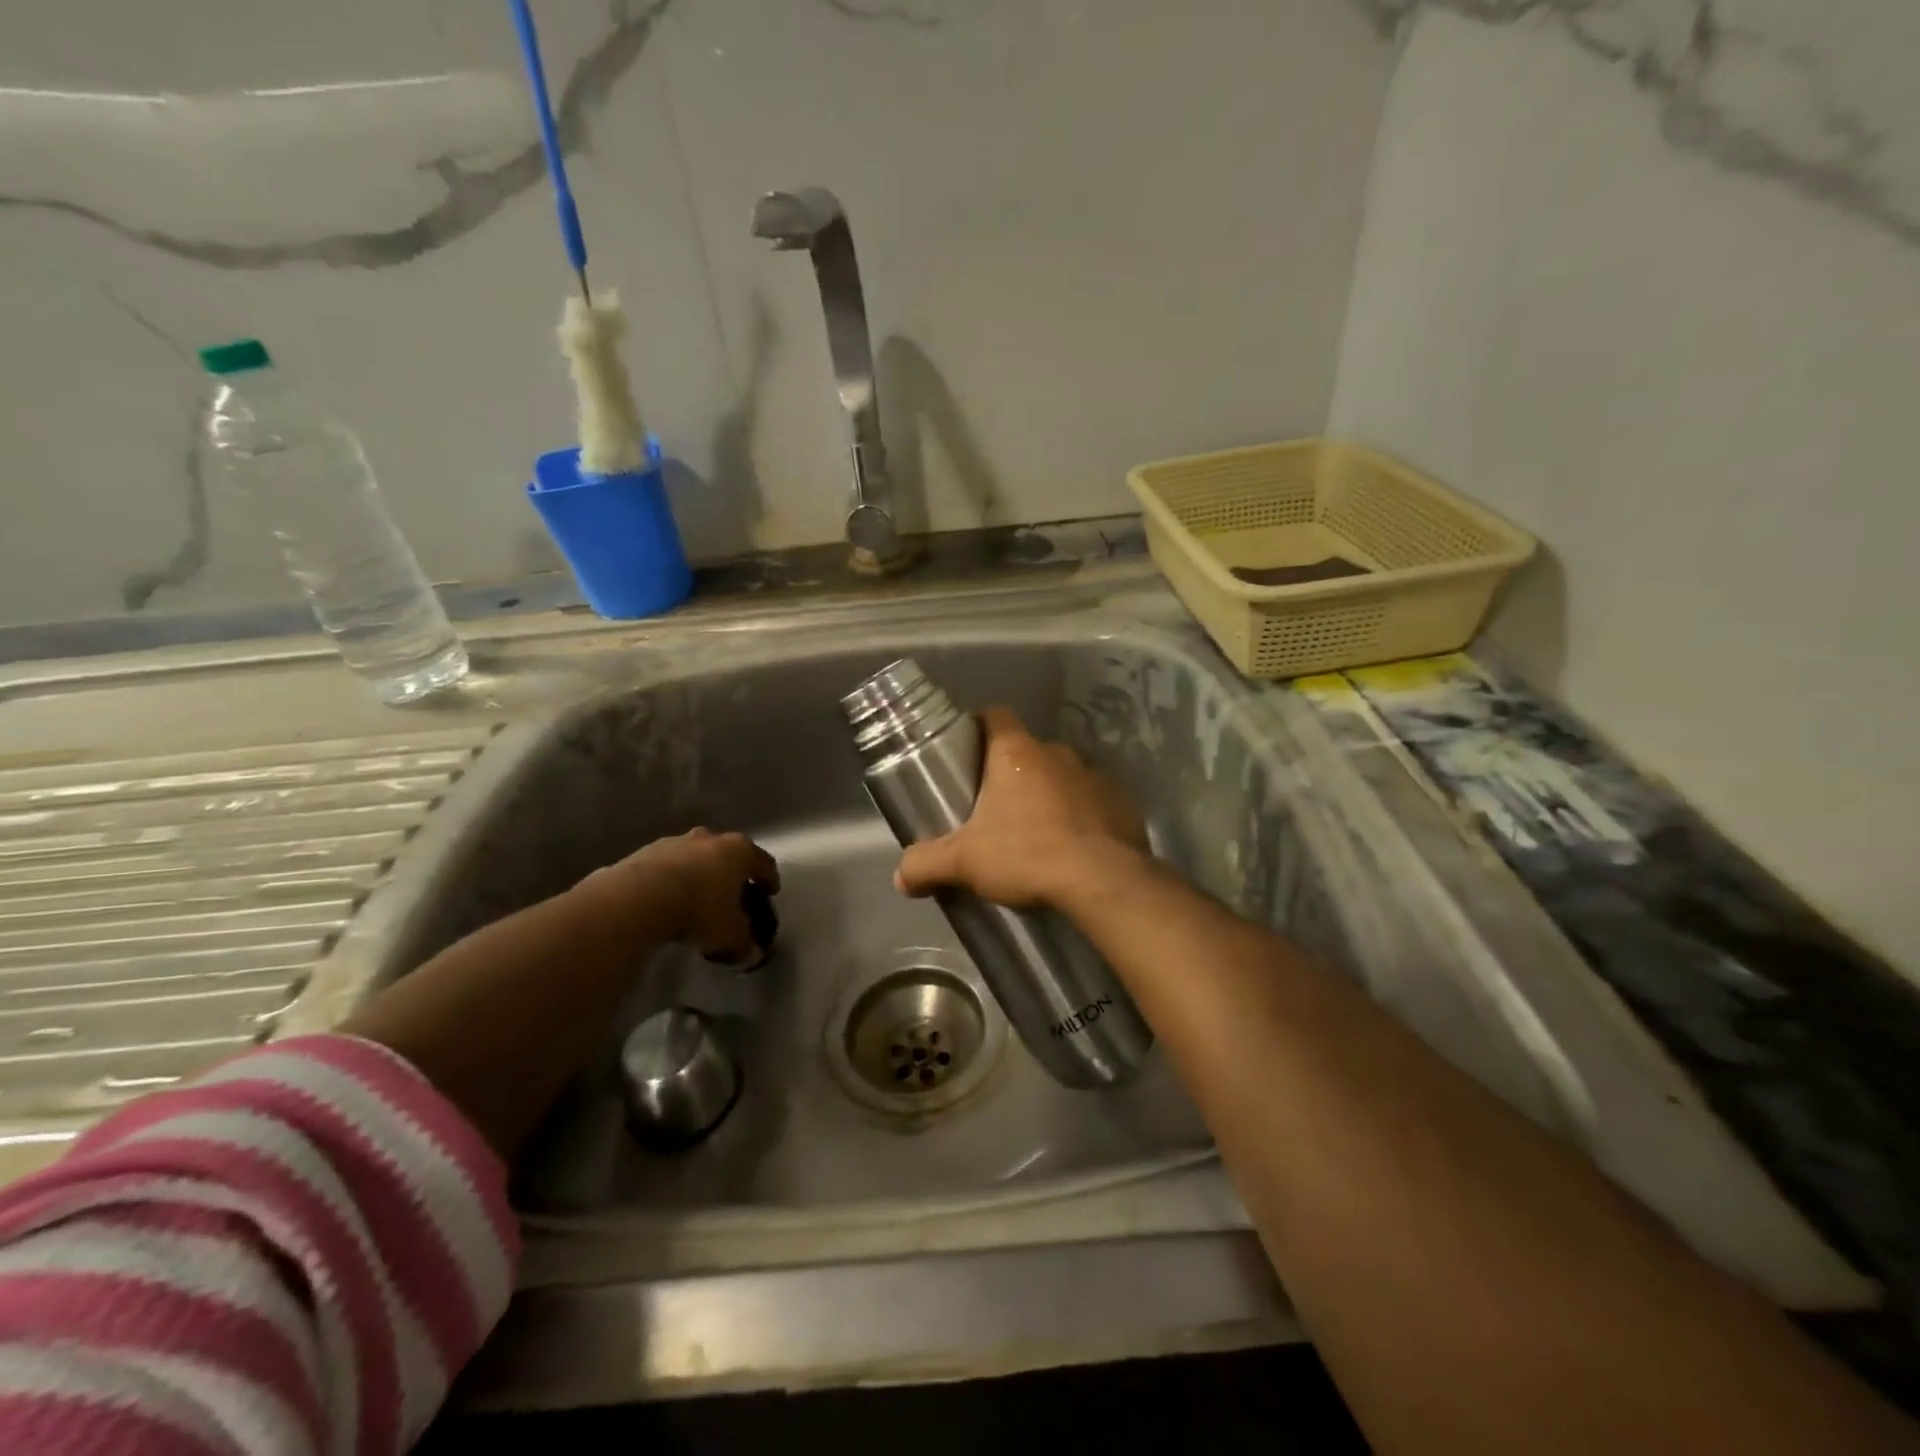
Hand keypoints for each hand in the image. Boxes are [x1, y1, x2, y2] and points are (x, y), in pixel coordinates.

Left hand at [601, 829, 779, 960]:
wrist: (639, 898)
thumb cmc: (699, 910)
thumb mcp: (730, 935)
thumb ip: (744, 942)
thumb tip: (751, 953)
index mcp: (740, 851)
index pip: (764, 863)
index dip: (769, 879)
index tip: (769, 893)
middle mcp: (712, 839)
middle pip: (730, 854)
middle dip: (733, 873)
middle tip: (732, 895)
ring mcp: (678, 841)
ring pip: (697, 856)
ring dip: (700, 873)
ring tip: (696, 898)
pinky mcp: (648, 850)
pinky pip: (669, 865)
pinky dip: (673, 878)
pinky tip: (668, 898)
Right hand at [895, 707, 1151, 910]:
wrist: (1103, 883)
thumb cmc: (1027, 856)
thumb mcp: (964, 862)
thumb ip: (926, 864)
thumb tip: (901, 877)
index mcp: (1017, 754)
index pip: (996, 716)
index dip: (979, 727)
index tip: (967, 751)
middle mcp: (1057, 754)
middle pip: (1027, 752)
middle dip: (1011, 774)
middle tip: (994, 809)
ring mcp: (1095, 776)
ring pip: (1062, 777)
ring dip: (1048, 796)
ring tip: (1036, 834)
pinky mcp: (1122, 804)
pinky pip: (1094, 802)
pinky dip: (1082, 817)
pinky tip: (1074, 848)